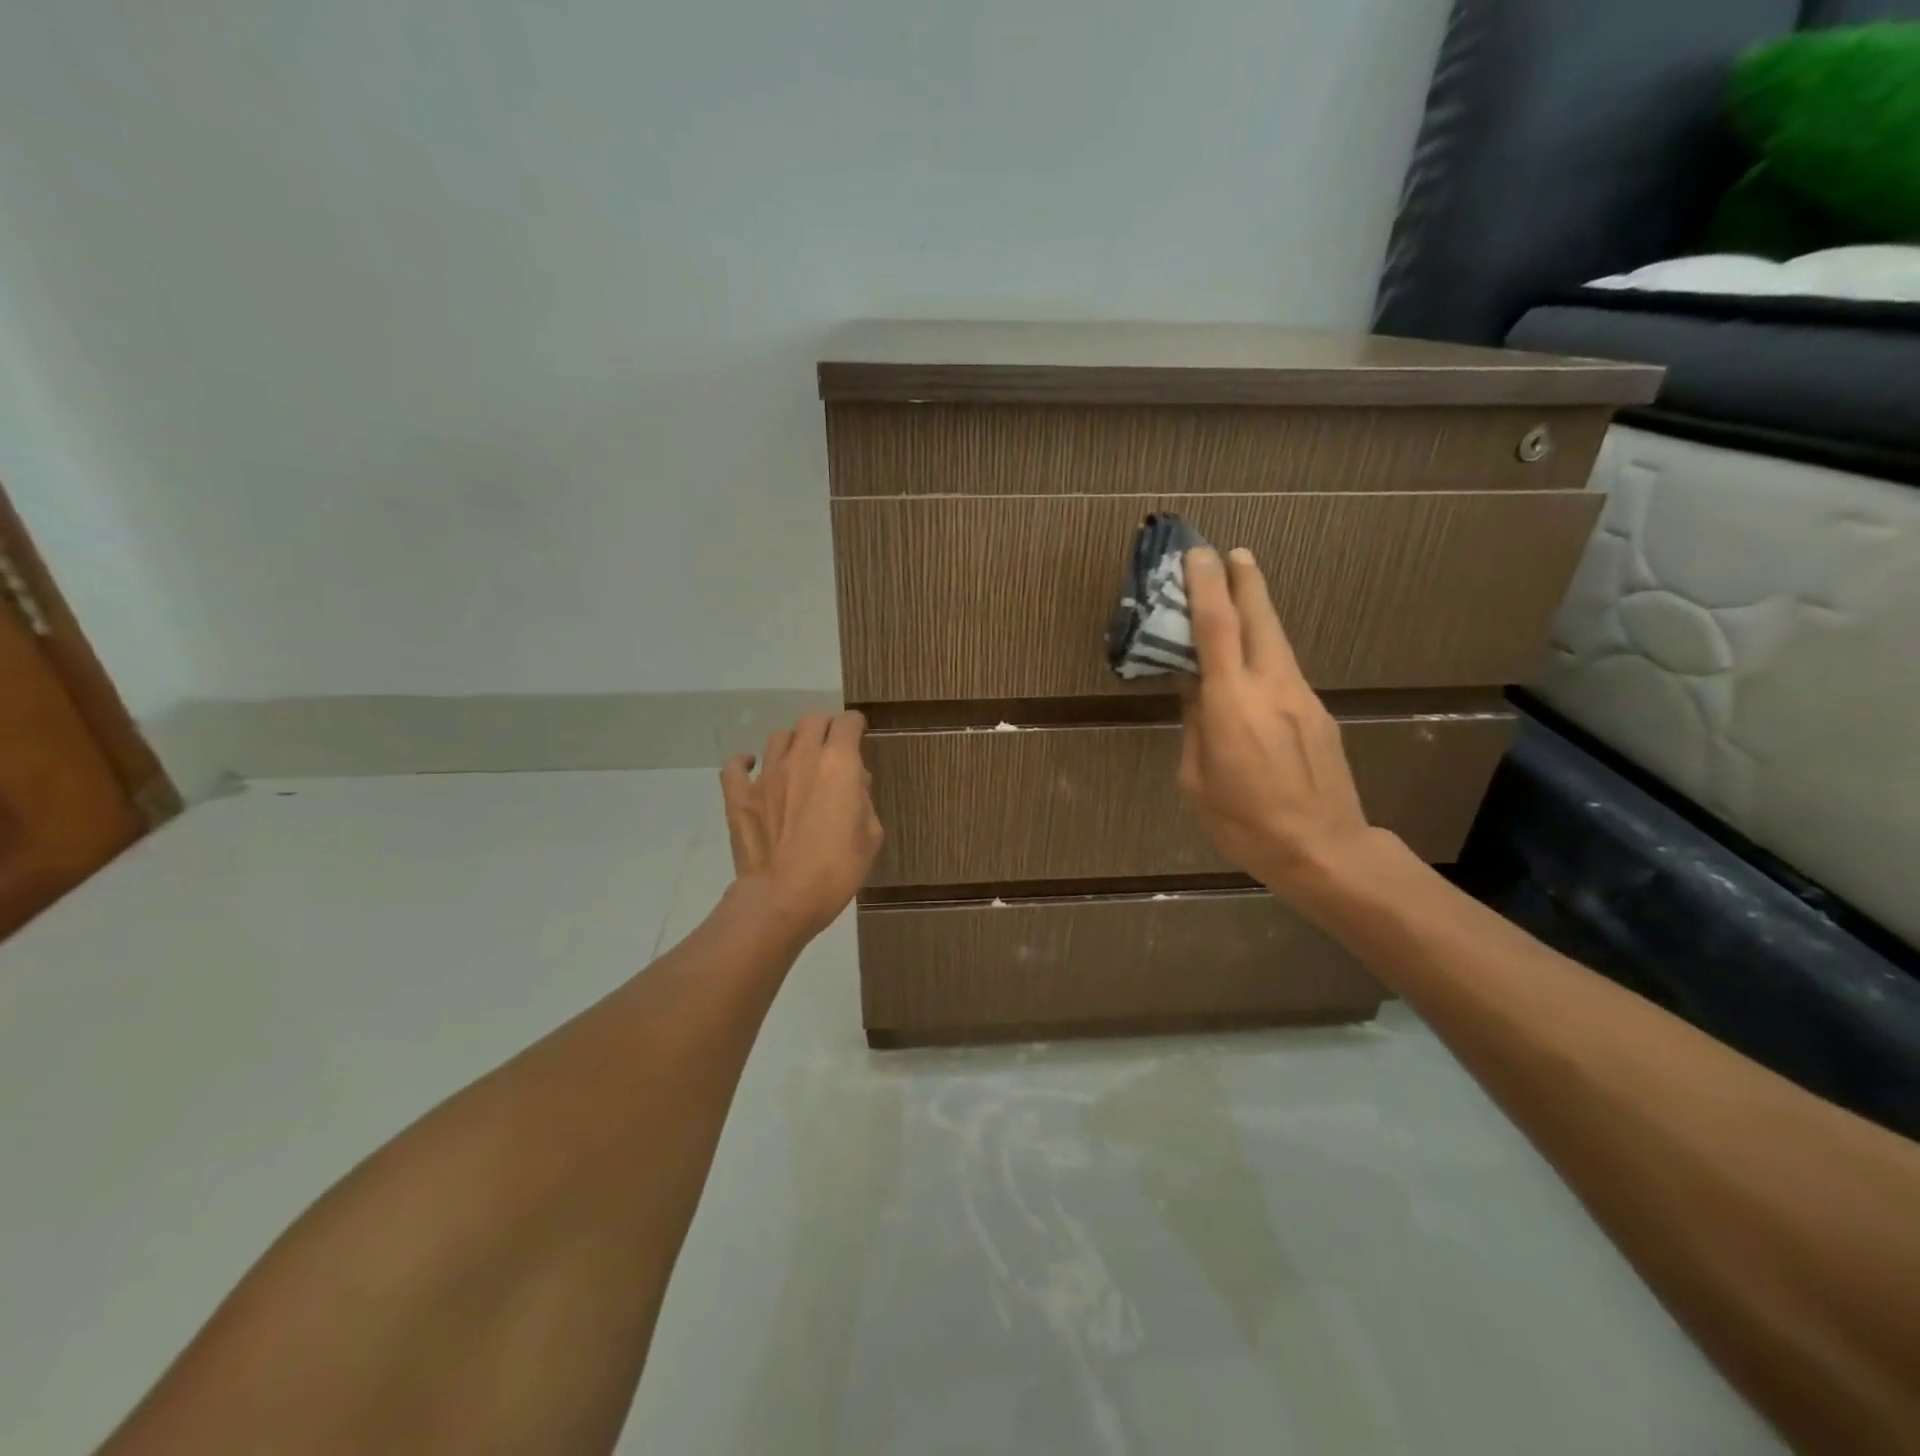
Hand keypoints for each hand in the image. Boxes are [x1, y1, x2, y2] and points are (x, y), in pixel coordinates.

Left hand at [719, 712, 884, 939]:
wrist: (783, 897)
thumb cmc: (837, 868)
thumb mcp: (871, 835)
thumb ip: (864, 800)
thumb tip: (854, 783)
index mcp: (839, 763)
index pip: (847, 723)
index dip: (855, 726)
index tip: (859, 735)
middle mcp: (801, 758)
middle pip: (812, 721)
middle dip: (825, 728)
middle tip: (831, 749)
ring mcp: (766, 774)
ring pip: (779, 737)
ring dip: (792, 743)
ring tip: (797, 762)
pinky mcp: (739, 795)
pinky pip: (736, 766)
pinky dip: (745, 763)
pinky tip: (752, 769)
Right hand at [1177, 548, 1385, 909]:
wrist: (1324, 849)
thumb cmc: (1244, 822)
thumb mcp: (1197, 779)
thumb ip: (1195, 724)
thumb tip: (1194, 687)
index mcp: (1231, 703)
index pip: (1215, 628)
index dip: (1205, 586)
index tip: (1197, 554)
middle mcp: (1271, 686)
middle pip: (1259, 618)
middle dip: (1245, 581)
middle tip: (1234, 552)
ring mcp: (1303, 697)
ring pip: (1278, 640)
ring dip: (1259, 611)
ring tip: (1243, 594)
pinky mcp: (1320, 713)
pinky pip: (1287, 670)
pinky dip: (1268, 652)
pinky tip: (1256, 667)